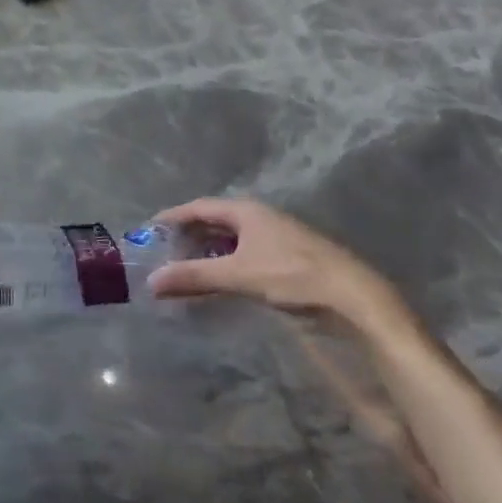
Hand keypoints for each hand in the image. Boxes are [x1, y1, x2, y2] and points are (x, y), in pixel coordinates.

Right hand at [148, 197, 411, 338]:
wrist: (352, 296)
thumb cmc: (292, 275)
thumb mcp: (238, 275)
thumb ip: (195, 276)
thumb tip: (151, 281)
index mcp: (246, 211)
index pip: (200, 207)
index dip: (174, 216)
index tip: (150, 228)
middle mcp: (259, 217)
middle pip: (215, 220)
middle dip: (189, 235)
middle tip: (163, 251)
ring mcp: (275, 237)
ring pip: (231, 239)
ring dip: (207, 251)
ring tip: (185, 267)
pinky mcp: (286, 257)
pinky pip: (244, 253)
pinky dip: (225, 263)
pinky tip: (219, 280)